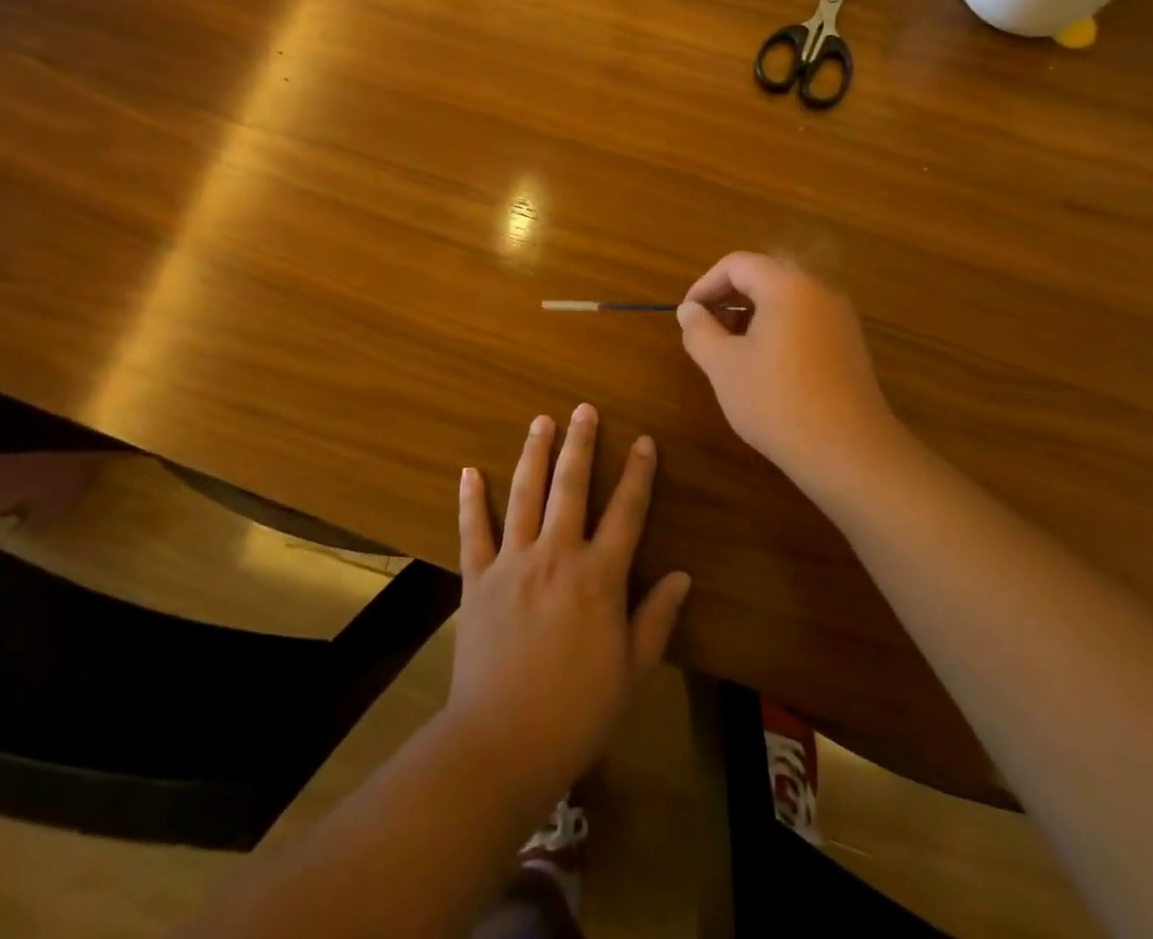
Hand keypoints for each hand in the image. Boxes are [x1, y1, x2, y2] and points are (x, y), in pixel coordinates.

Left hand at [448, 405, 691, 814]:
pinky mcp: (478, 579)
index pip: (626, 511)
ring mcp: (513, 562)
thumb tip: (682, 575)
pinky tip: (470, 471)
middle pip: (572, 487)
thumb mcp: (631, 670)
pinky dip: (471, 500)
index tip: (644, 440)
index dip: (638, 473)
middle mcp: (557, 555)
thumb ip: (656, 618)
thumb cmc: (577, 712)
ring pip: (525, 495)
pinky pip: (474, 531)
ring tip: (541, 420)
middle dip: (580, 444)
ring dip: (534, 454)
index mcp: (599, 576)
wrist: (502, 743)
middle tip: (583, 409)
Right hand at [676, 251, 898, 485]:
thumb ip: (699, 331)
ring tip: (730, 351)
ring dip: (752, 315)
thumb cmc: (777, 401)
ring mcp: (839, 318)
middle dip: (728, 299)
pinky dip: (777, 330)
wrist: (849, 452)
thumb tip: (689, 310)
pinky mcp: (849, 345)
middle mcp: (818, 291)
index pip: (737, 264)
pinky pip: (805, 320)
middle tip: (705, 331)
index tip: (687, 315)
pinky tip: (764, 367)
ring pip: (786, 300)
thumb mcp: (724, 366)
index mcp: (788, 286)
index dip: (705, 285)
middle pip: (764, 276)